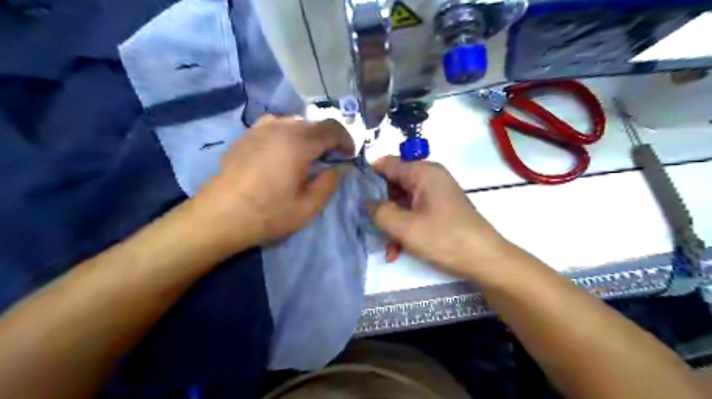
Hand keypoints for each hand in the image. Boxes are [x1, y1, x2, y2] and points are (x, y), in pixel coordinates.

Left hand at [194, 115, 353, 248]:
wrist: (219, 216)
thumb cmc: (268, 214)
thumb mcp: (308, 207)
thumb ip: (329, 183)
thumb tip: (340, 168)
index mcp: (299, 142)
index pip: (332, 128)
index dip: (346, 140)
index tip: (349, 156)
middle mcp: (281, 127)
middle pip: (314, 123)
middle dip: (328, 138)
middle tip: (331, 158)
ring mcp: (260, 128)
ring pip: (294, 122)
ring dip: (308, 135)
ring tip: (308, 156)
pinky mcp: (247, 135)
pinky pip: (276, 126)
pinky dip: (288, 135)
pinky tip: (283, 153)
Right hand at [372, 156, 511, 277]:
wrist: (485, 259)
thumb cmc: (444, 239)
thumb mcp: (404, 227)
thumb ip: (379, 211)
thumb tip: (366, 201)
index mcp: (422, 172)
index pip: (386, 164)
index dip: (367, 177)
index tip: (351, 194)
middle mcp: (429, 177)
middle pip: (393, 183)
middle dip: (381, 206)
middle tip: (369, 225)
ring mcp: (435, 192)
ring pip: (402, 201)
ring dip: (392, 222)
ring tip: (387, 246)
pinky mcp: (439, 207)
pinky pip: (414, 211)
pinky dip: (405, 227)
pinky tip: (397, 250)